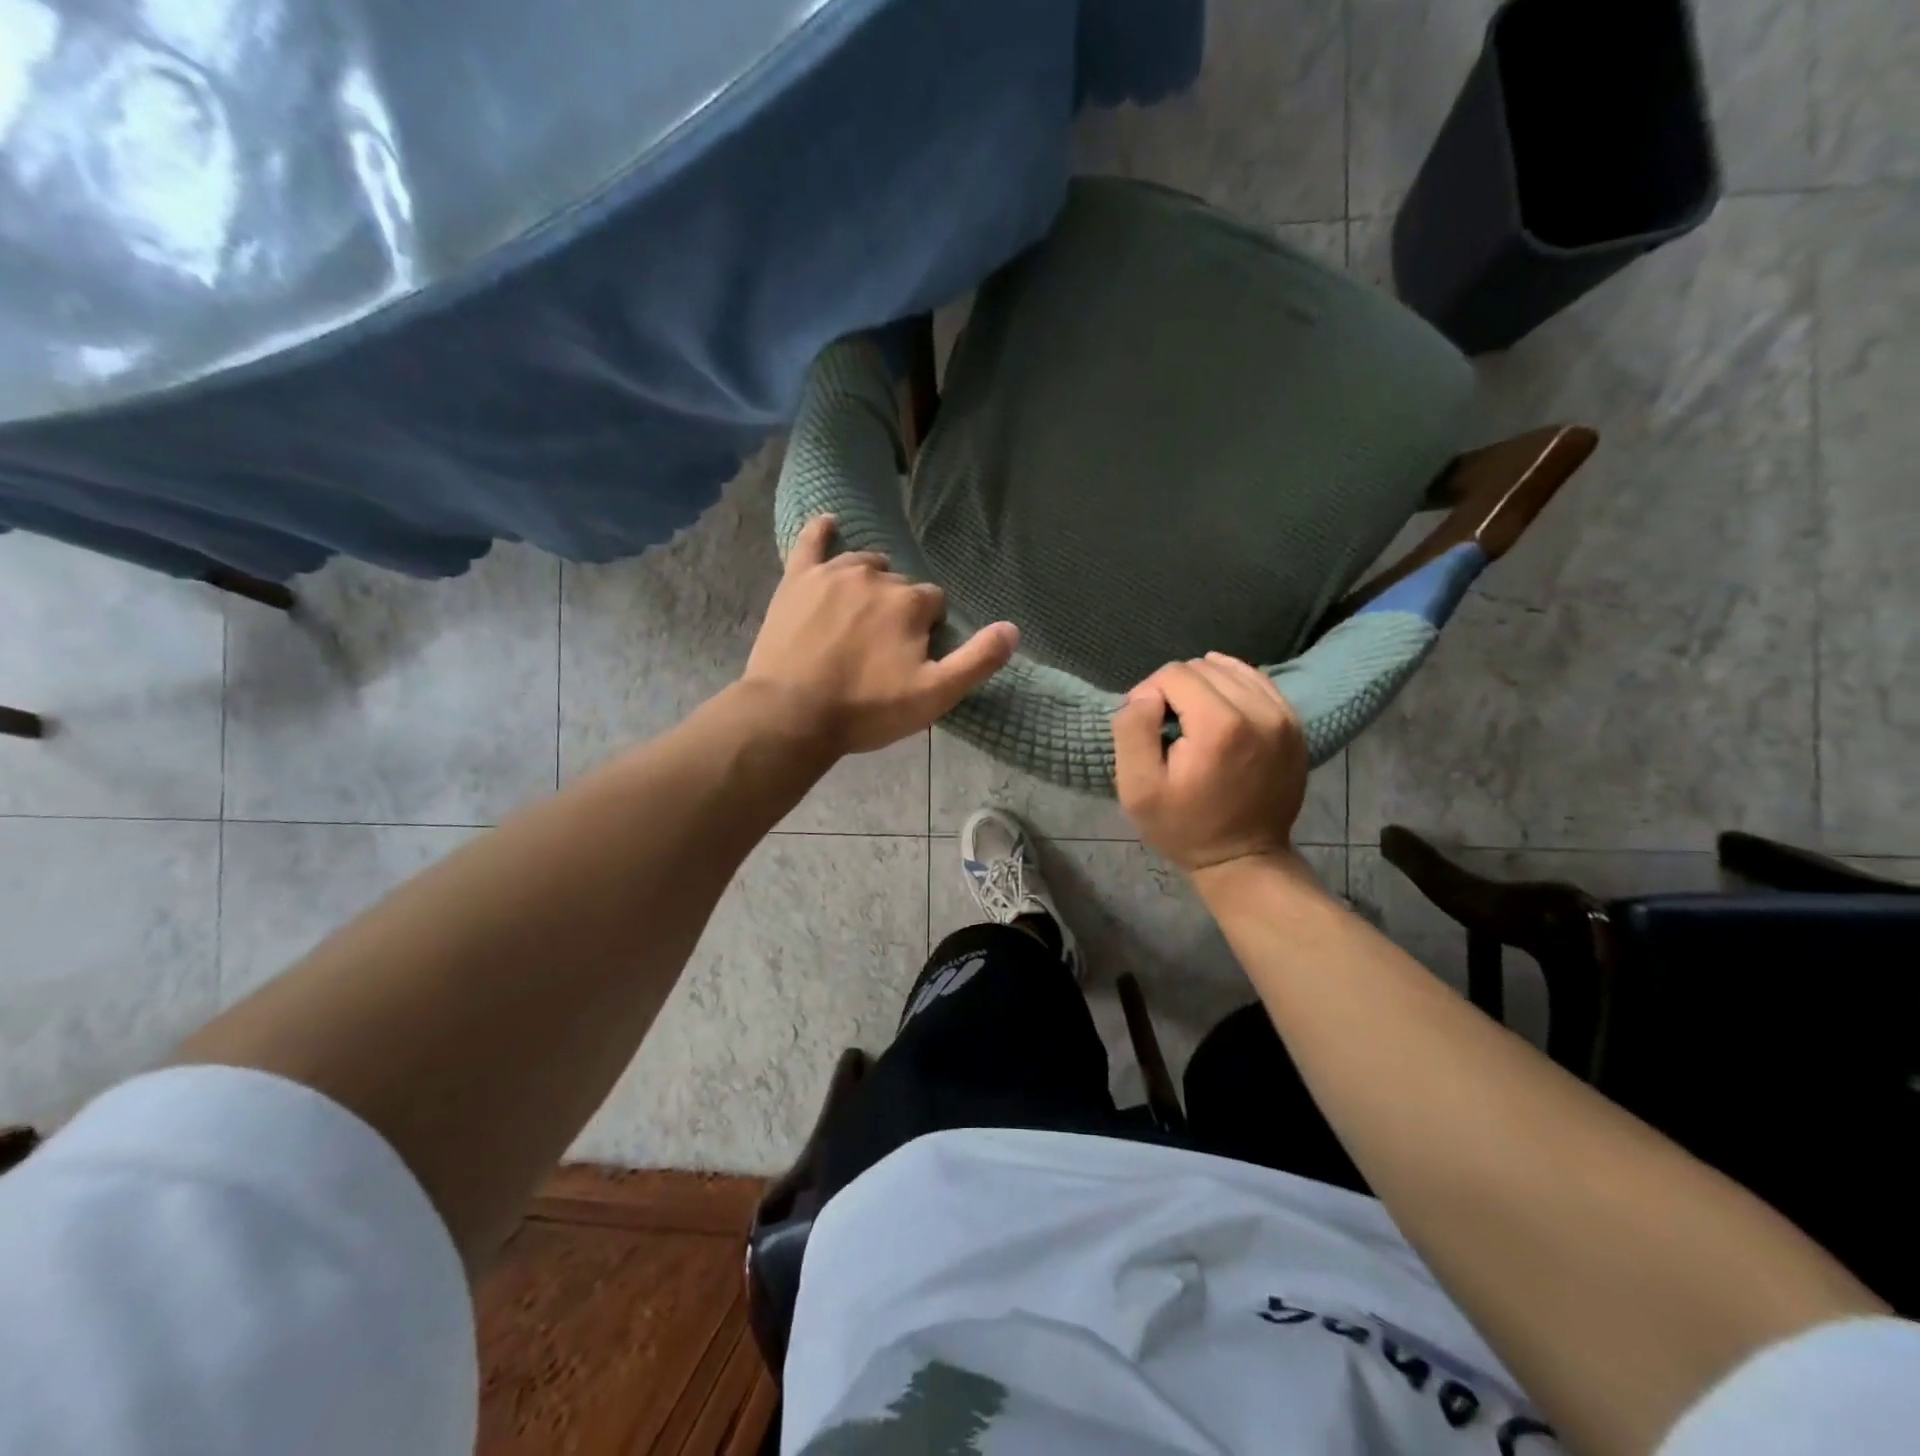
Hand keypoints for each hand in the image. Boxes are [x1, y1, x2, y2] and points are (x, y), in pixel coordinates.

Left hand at [743, 516, 1018, 755]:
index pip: (934, 602)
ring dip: (871, 581)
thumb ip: (977, 661)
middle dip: (899, 609)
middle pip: (900, 585)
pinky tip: (828, 523)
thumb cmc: (866, 709)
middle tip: (882, 647)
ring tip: (862, 613)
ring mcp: (833, 574)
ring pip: (864, 564)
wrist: (791, 715)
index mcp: (910, 603)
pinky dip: (821, 531)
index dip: (928, 629)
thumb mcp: (934, 696)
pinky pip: (811, 543)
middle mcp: (875, 577)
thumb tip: (1012, 628)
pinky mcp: (797, 580)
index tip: (912, 656)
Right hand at [1112, 653, 1308, 874]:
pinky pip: (1257, 683)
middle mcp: (1260, 710)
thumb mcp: (1137, 788)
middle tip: (1168, 729)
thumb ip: (1132, 730)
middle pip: (1203, 667)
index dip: (1149, 694)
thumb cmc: (1184, 826)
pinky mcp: (1295, 724)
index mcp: (1220, 725)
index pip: (1174, 674)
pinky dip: (1232, 690)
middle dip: (1177, 689)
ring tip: (1193, 723)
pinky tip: (1219, 716)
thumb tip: (1145, 694)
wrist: (1244, 858)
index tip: (1147, 729)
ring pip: (1231, 669)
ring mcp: (1283, 716)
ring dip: (1205, 687)